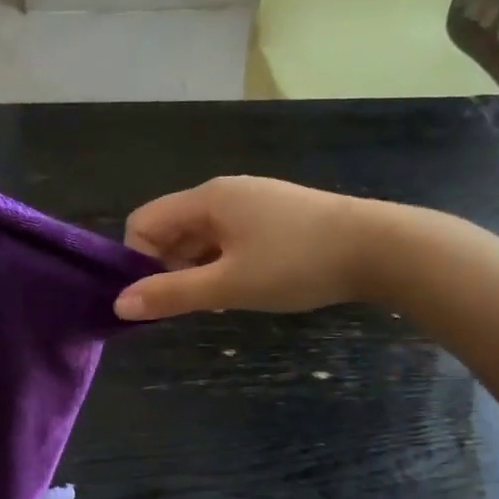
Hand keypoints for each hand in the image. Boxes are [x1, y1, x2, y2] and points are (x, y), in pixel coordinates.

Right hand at [114, 176, 386, 320]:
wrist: (380, 248)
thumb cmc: (296, 264)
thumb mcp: (228, 284)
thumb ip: (171, 294)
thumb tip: (118, 304)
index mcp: (206, 199)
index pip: (143, 223)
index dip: (138, 261)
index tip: (158, 297)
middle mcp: (223, 193)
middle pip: (170, 230)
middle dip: (167, 269)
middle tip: (190, 305)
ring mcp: (251, 203)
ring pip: (200, 238)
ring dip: (196, 271)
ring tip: (219, 301)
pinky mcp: (273, 217)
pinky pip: (227, 240)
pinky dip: (222, 265)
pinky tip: (243, 288)